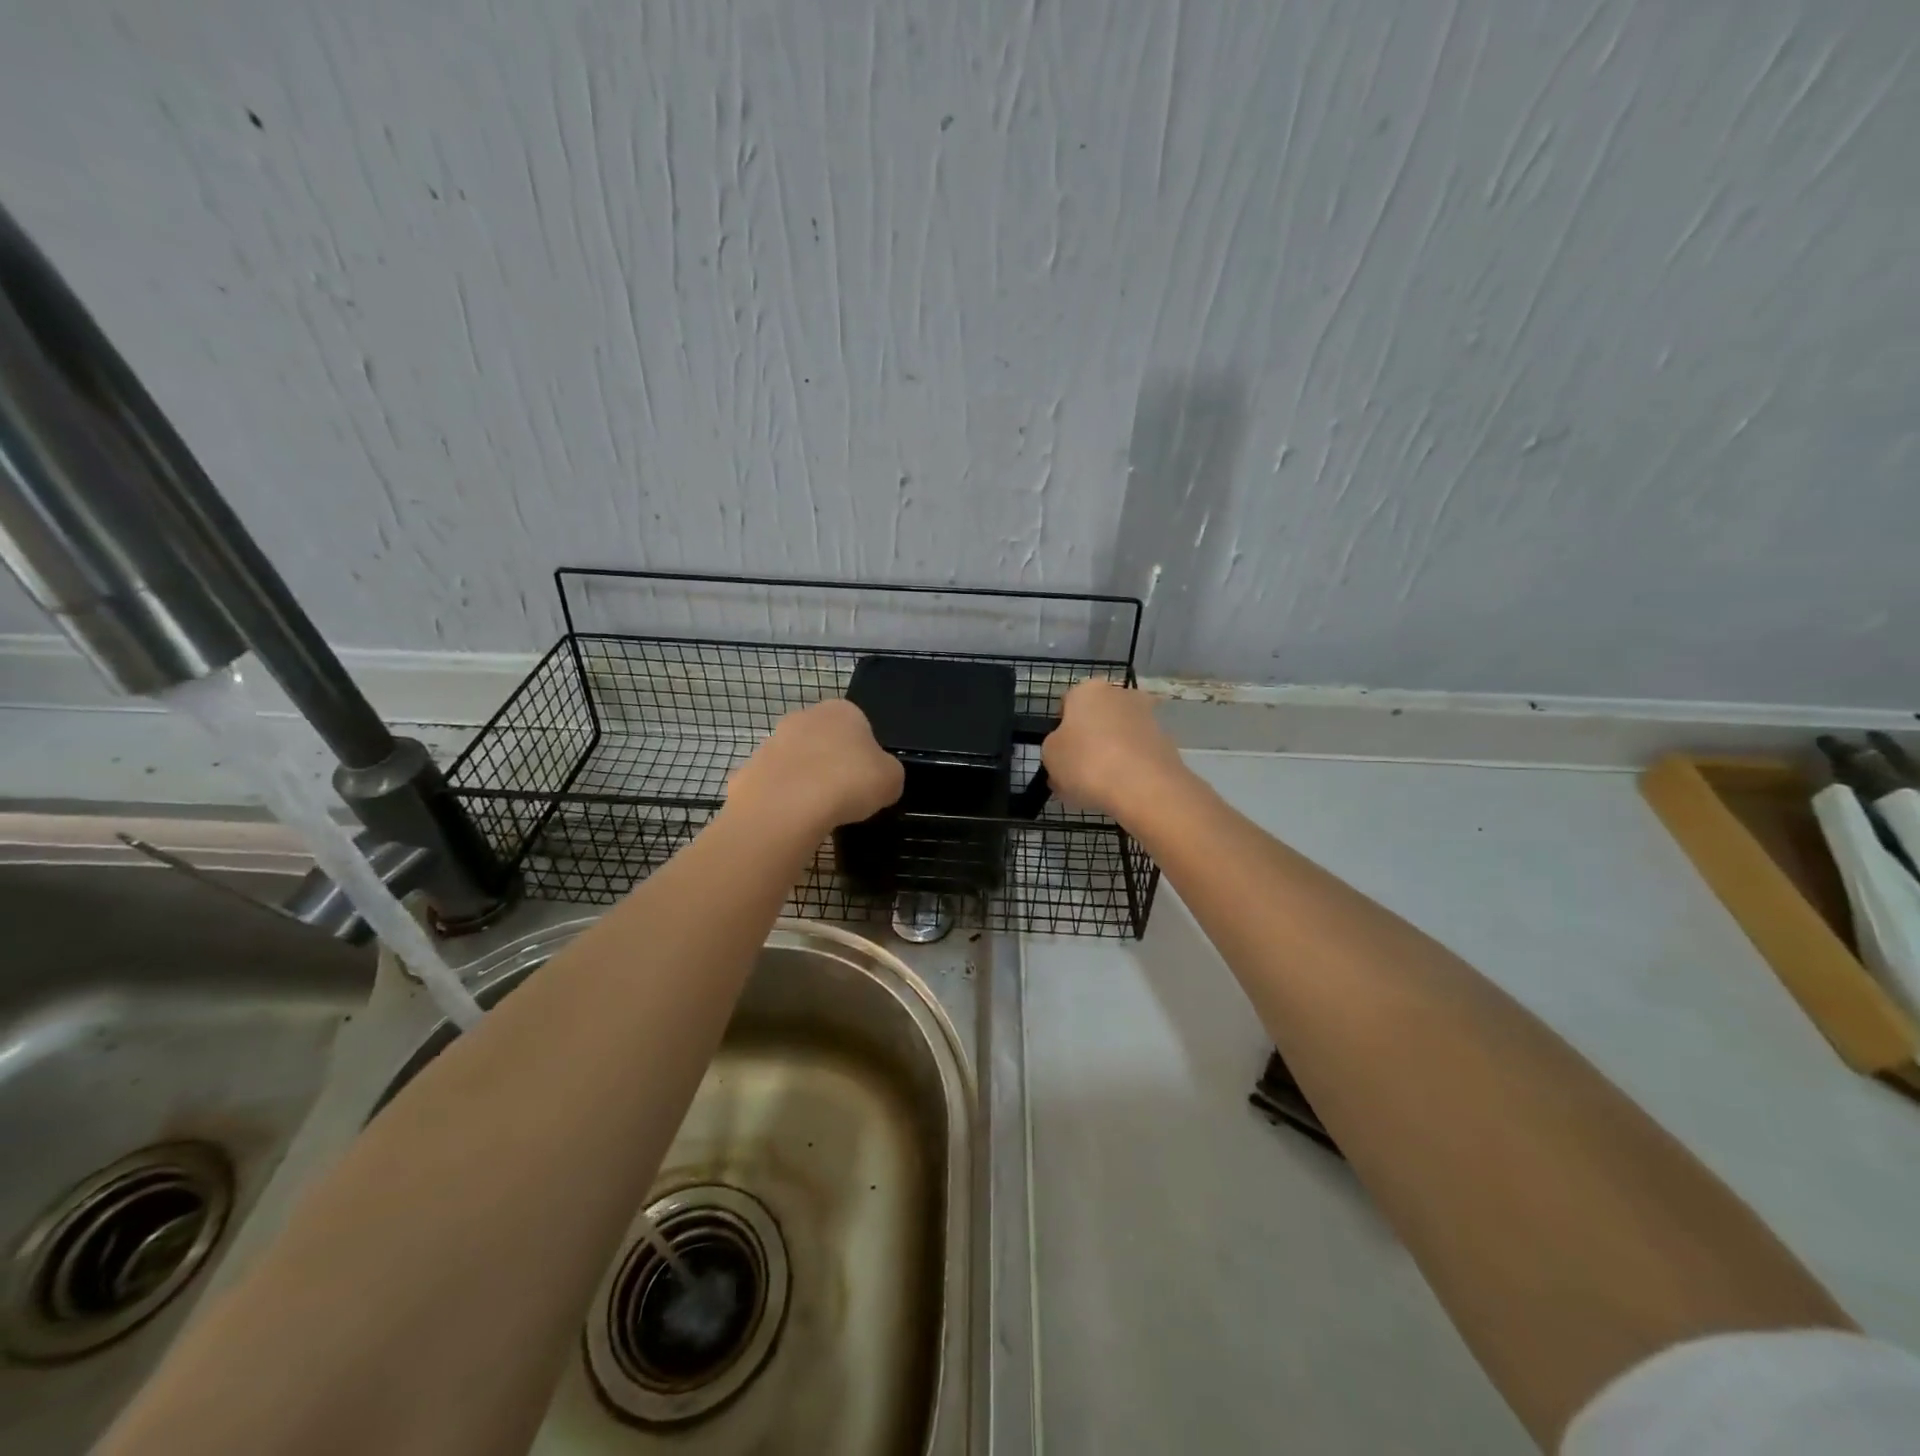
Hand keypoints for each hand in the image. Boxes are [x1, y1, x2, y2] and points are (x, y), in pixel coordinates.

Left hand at [726, 698, 904, 832]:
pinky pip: (775, 785)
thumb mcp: (891, 780)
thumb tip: (879, 780)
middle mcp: (804, 717)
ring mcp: (772, 742)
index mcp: (842, 711)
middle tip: (845, 797)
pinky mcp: (750, 769)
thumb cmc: (848, 783)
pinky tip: (792, 820)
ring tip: (819, 813)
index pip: (860, 727)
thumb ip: (887, 773)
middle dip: (832, 764)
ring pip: (797, 762)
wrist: (787, 806)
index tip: (867, 782)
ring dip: (806, 781)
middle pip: (824, 741)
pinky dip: (784, 800)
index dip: (866, 756)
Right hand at [1040, 679, 1189, 820]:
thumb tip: (1065, 751)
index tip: (1059, 755)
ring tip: (1099, 788)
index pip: (1067, 704)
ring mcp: (1147, 717)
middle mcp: (1120, 694)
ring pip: (1118, 736)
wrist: (1144, 786)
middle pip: (1096, 718)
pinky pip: (1137, 754)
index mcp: (1088, 690)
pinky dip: (1129, 768)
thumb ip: (1054, 748)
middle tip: (1077, 772)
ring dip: (1109, 755)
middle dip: (1088, 741)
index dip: (1060, 730)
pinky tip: (1121, 791)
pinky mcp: (1166, 742)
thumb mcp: (1050, 756)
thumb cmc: (1086, 762)